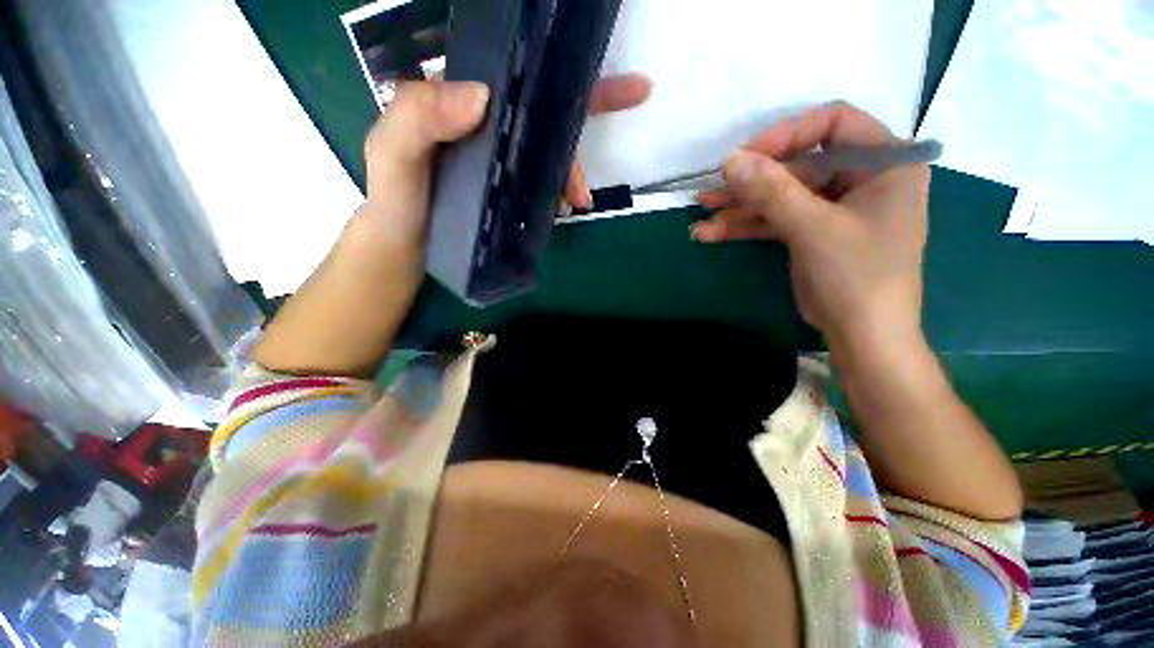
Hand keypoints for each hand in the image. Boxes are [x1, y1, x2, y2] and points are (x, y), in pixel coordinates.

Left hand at [361, 75, 651, 249]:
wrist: (408, 247)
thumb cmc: (397, 198)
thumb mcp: (394, 152)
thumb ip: (419, 117)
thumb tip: (483, 95)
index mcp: (461, 99)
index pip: (513, 71)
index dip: (556, 64)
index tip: (599, 60)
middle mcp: (487, 122)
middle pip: (543, 108)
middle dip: (585, 112)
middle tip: (631, 101)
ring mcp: (502, 157)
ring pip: (549, 149)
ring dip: (573, 169)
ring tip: (579, 199)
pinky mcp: (509, 187)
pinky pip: (543, 180)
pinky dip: (560, 189)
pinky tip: (565, 206)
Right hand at [691, 102, 930, 351]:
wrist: (861, 335)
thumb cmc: (856, 276)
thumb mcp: (814, 228)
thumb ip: (772, 191)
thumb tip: (730, 160)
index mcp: (885, 163)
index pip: (834, 123)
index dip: (787, 134)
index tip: (746, 157)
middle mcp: (861, 178)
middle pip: (798, 165)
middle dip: (752, 181)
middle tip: (713, 191)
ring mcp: (832, 207)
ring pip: (780, 196)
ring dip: (740, 206)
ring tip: (702, 212)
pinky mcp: (810, 231)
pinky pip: (775, 219)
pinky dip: (745, 226)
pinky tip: (711, 232)